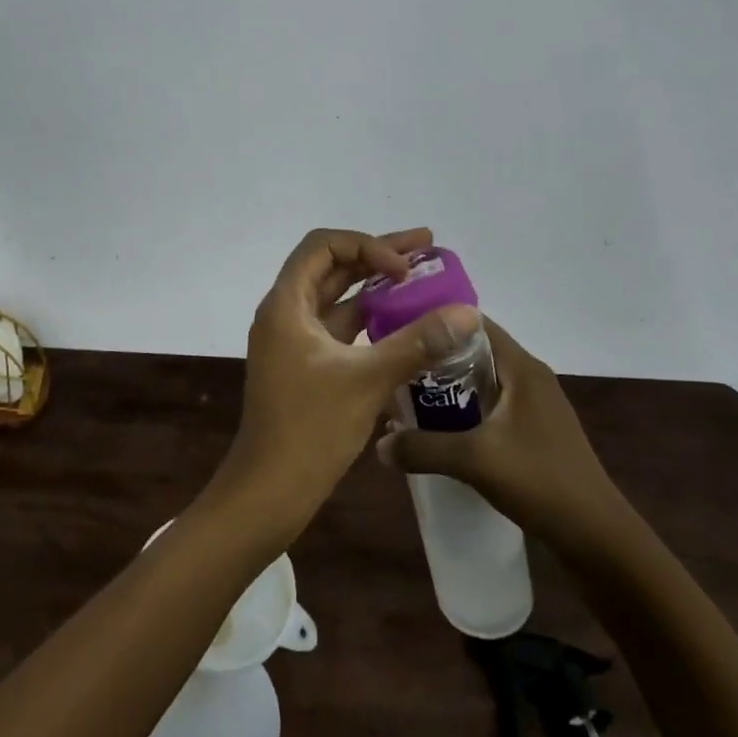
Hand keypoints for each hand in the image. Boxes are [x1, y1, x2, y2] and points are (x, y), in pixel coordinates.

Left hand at [217, 228, 480, 534]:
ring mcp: (294, 340)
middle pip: (331, 267)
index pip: (323, 246)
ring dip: (375, 286)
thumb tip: (467, 313)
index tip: (405, 269)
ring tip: (422, 278)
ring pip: (336, 297)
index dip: (366, 246)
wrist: (269, 490)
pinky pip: (339, 327)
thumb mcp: (367, 380)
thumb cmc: (310, 429)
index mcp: (286, 304)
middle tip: (427, 246)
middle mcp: (286, 313)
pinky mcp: (306, 365)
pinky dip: (369, 319)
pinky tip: (404, 322)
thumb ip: (417, 342)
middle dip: (377, 255)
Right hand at [376, 315, 625, 557]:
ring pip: (480, 381)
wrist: (598, 540)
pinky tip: (437, 430)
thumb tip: (378, 444)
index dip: (436, 319)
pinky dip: (462, 410)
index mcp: (522, 368)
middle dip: (433, 356)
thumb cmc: (541, 482)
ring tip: (405, 396)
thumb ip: (422, 447)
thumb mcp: (474, 460)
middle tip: (393, 364)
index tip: (398, 326)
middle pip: (473, 351)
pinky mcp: (533, 432)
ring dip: (446, 386)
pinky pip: (489, 406)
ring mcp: (534, 406)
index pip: (474, 322)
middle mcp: (529, 378)